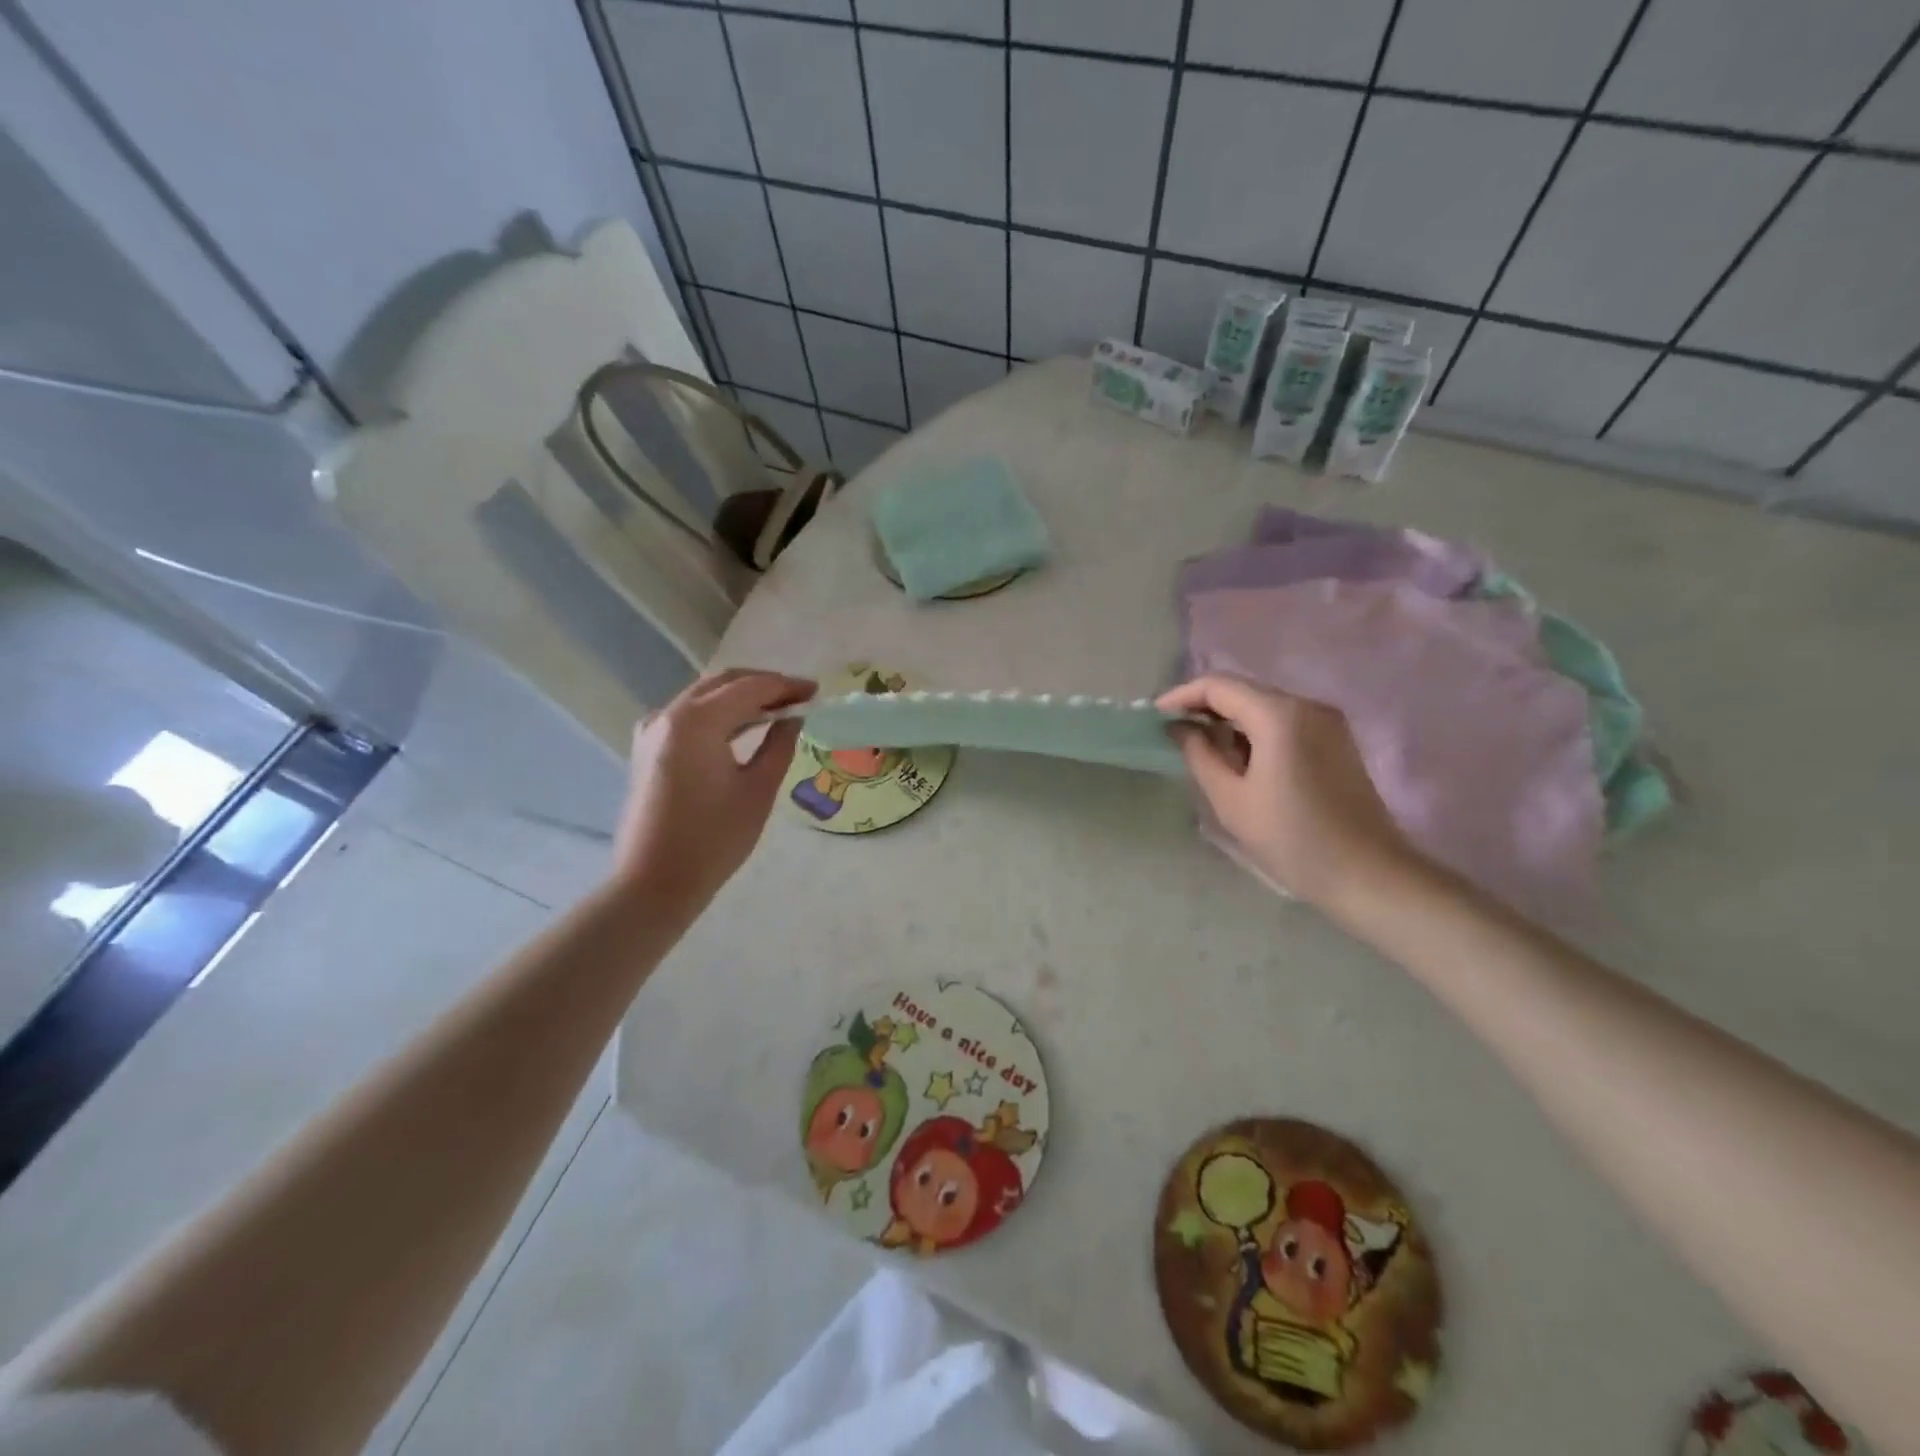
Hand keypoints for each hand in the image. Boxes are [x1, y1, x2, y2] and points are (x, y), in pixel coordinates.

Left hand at [615, 668, 815, 906]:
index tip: (816, 691)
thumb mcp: (757, 790)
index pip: (750, 687)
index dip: (786, 686)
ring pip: (704, 696)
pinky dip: (720, 714)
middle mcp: (669, 715)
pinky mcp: (649, 749)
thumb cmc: (713, 840)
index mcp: (696, 721)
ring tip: (780, 710)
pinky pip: (689, 716)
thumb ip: (779, 745)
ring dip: (742, 697)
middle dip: (764, 685)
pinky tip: (745, 726)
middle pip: (723, 683)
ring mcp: (653, 730)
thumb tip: (793, 718)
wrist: (653, 883)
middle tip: (800, 697)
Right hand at [1158, 674, 1411, 907]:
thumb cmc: (1292, 839)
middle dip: (1204, 707)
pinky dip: (1254, 731)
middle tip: (1172, 732)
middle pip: (1243, 691)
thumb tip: (1179, 727)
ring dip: (1229, 720)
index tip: (1155, 717)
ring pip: (1264, 706)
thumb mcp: (1231, 799)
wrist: (1368, 875)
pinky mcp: (1336, 740)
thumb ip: (1199, 754)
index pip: (1219, 686)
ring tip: (1200, 748)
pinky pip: (1284, 722)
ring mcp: (1327, 721)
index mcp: (1279, 715)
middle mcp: (1306, 705)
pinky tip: (1238, 758)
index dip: (1182, 696)